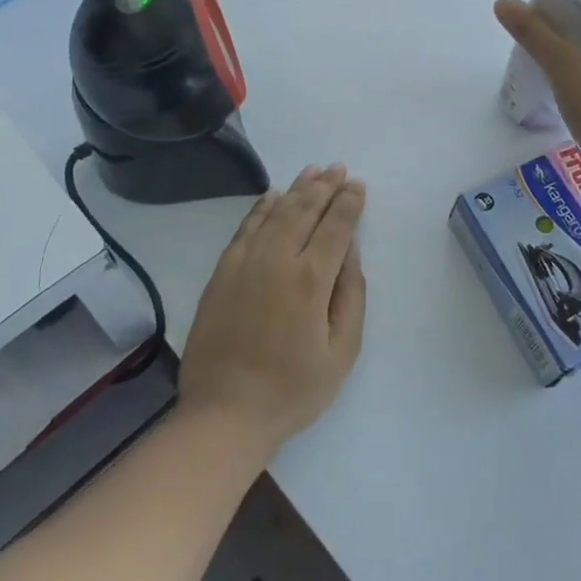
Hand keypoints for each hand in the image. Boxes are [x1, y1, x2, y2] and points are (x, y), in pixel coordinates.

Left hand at [178, 165, 367, 456]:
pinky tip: (272, 196)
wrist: (225, 411)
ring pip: (274, 212)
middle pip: (304, 210)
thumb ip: (351, 296)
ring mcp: (245, 262)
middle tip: (338, 168)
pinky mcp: (222, 271)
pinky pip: (245, 227)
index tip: (358, 185)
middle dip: (324, 186)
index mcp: (310, 280)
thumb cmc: (292, 389)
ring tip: (312, 171)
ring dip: (296, 189)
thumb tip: (349, 251)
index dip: (348, 203)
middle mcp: (277, 260)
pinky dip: (261, 207)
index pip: (335, 227)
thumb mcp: (341, 352)